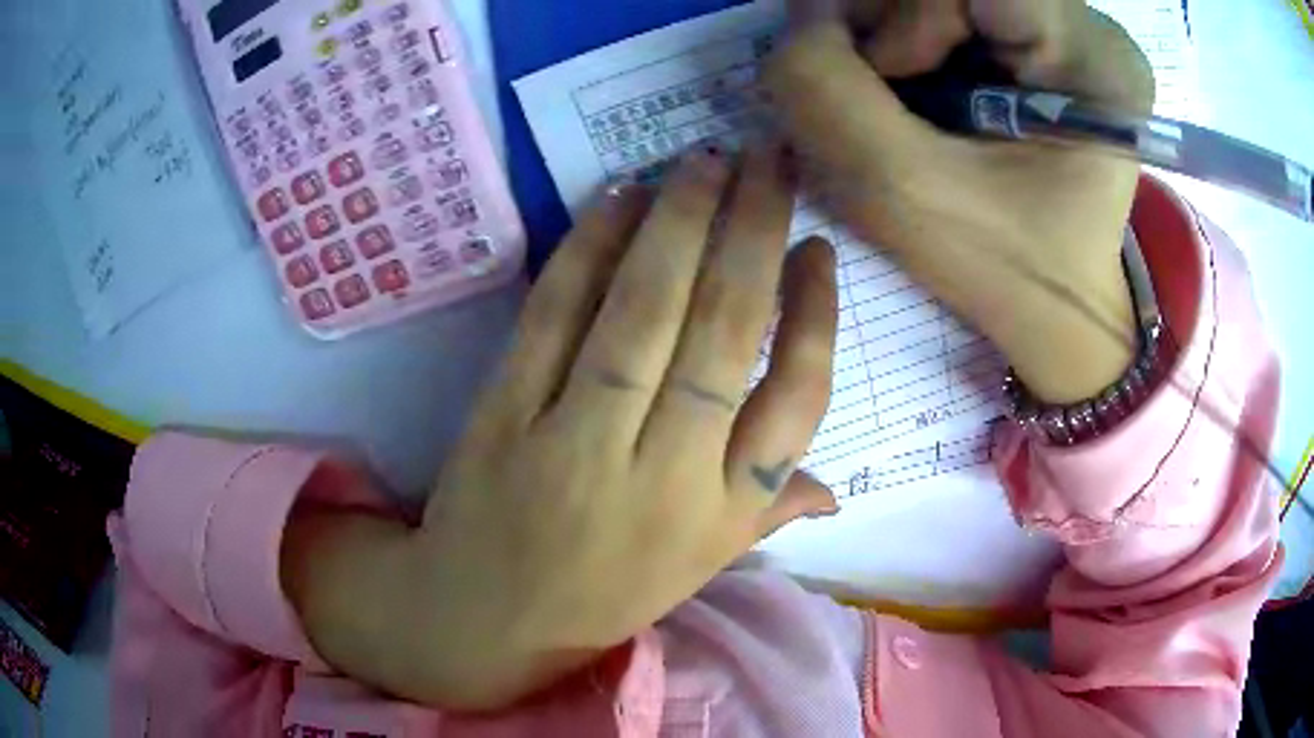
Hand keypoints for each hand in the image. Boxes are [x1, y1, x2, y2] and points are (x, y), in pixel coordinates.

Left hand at [283, 147, 839, 710]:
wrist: (484, 620)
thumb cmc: (602, 595)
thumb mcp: (698, 569)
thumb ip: (767, 516)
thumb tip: (834, 488)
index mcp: (724, 514)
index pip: (798, 398)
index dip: (815, 312)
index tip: (816, 245)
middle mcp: (666, 475)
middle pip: (725, 330)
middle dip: (754, 228)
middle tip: (768, 157)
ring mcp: (579, 442)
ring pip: (643, 312)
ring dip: (680, 222)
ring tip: (706, 159)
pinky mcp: (508, 416)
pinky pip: (556, 317)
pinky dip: (590, 250)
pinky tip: (621, 196)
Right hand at [764, 0, 1155, 402]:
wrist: (1058, 308)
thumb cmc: (1009, 272)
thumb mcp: (908, 195)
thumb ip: (828, 96)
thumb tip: (798, 20)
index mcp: (1092, 61)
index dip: (904, 14)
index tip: (887, 76)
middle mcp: (1089, 29)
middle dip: (892, 28)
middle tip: (885, 92)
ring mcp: (1069, 30)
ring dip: (895, 37)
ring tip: (906, 103)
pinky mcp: (1043, 39)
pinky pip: (950, 8)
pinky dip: (910, 43)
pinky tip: (922, 93)